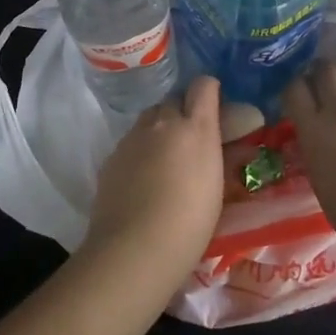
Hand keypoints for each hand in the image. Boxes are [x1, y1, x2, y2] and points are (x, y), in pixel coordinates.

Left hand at [83, 75, 224, 282]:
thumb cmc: (189, 223)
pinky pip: (131, 142)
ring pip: (150, 119)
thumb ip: (216, 155)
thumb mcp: (216, 187)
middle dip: (182, 113)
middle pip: (173, 100)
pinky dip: (140, 151)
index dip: (209, 92)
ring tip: (165, 161)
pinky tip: (142, 179)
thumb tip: (223, 143)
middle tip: (190, 141)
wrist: (134, 249)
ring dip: (160, 130)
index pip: (203, 86)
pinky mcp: (112, 155)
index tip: (215, 108)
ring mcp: (133, 137)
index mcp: (195, 127)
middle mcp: (163, 122)